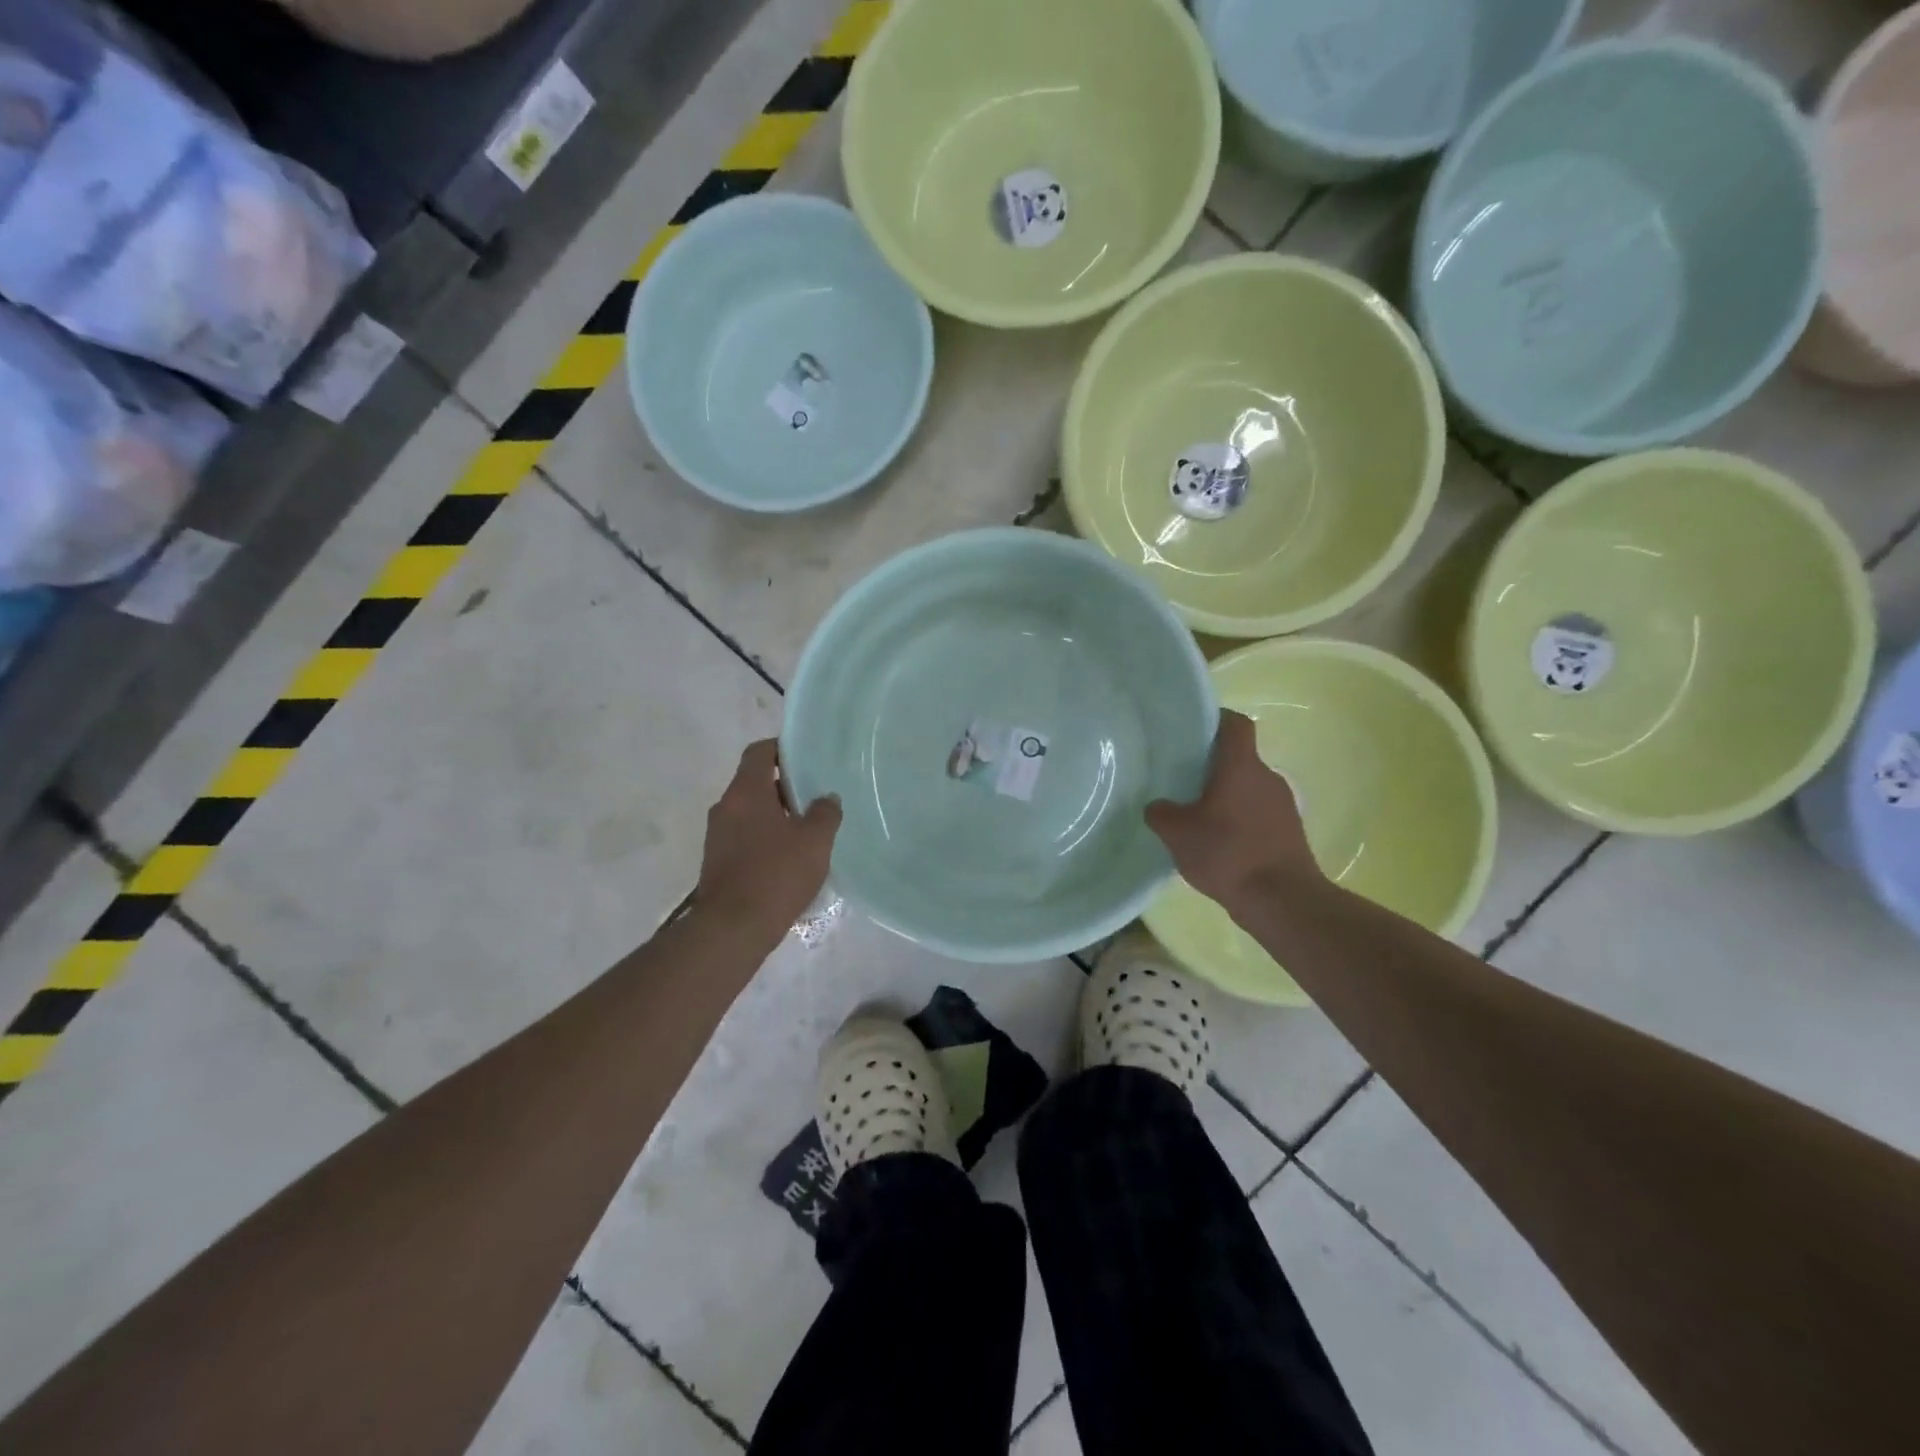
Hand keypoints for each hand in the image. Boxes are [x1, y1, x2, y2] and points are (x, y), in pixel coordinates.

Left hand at [696, 740, 840, 932]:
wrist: (732, 928)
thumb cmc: (776, 874)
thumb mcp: (815, 841)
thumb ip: (825, 813)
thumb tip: (827, 798)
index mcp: (746, 792)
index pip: (759, 752)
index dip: (781, 749)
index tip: (805, 758)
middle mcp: (726, 807)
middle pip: (754, 782)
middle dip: (784, 786)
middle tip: (815, 797)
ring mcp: (717, 835)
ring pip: (750, 811)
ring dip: (776, 815)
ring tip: (807, 830)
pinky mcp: (717, 861)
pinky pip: (744, 836)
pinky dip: (765, 837)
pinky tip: (789, 858)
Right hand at [1146, 710, 1323, 916]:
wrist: (1283, 901)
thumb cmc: (1228, 854)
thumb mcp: (1178, 834)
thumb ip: (1161, 814)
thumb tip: (1157, 807)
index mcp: (1241, 766)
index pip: (1235, 724)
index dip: (1216, 719)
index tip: (1194, 729)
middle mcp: (1267, 777)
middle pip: (1239, 758)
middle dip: (1212, 766)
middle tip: (1182, 778)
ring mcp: (1283, 805)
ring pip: (1248, 788)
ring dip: (1226, 796)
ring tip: (1197, 816)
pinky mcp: (1289, 832)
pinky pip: (1258, 813)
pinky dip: (1239, 820)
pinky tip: (1219, 843)